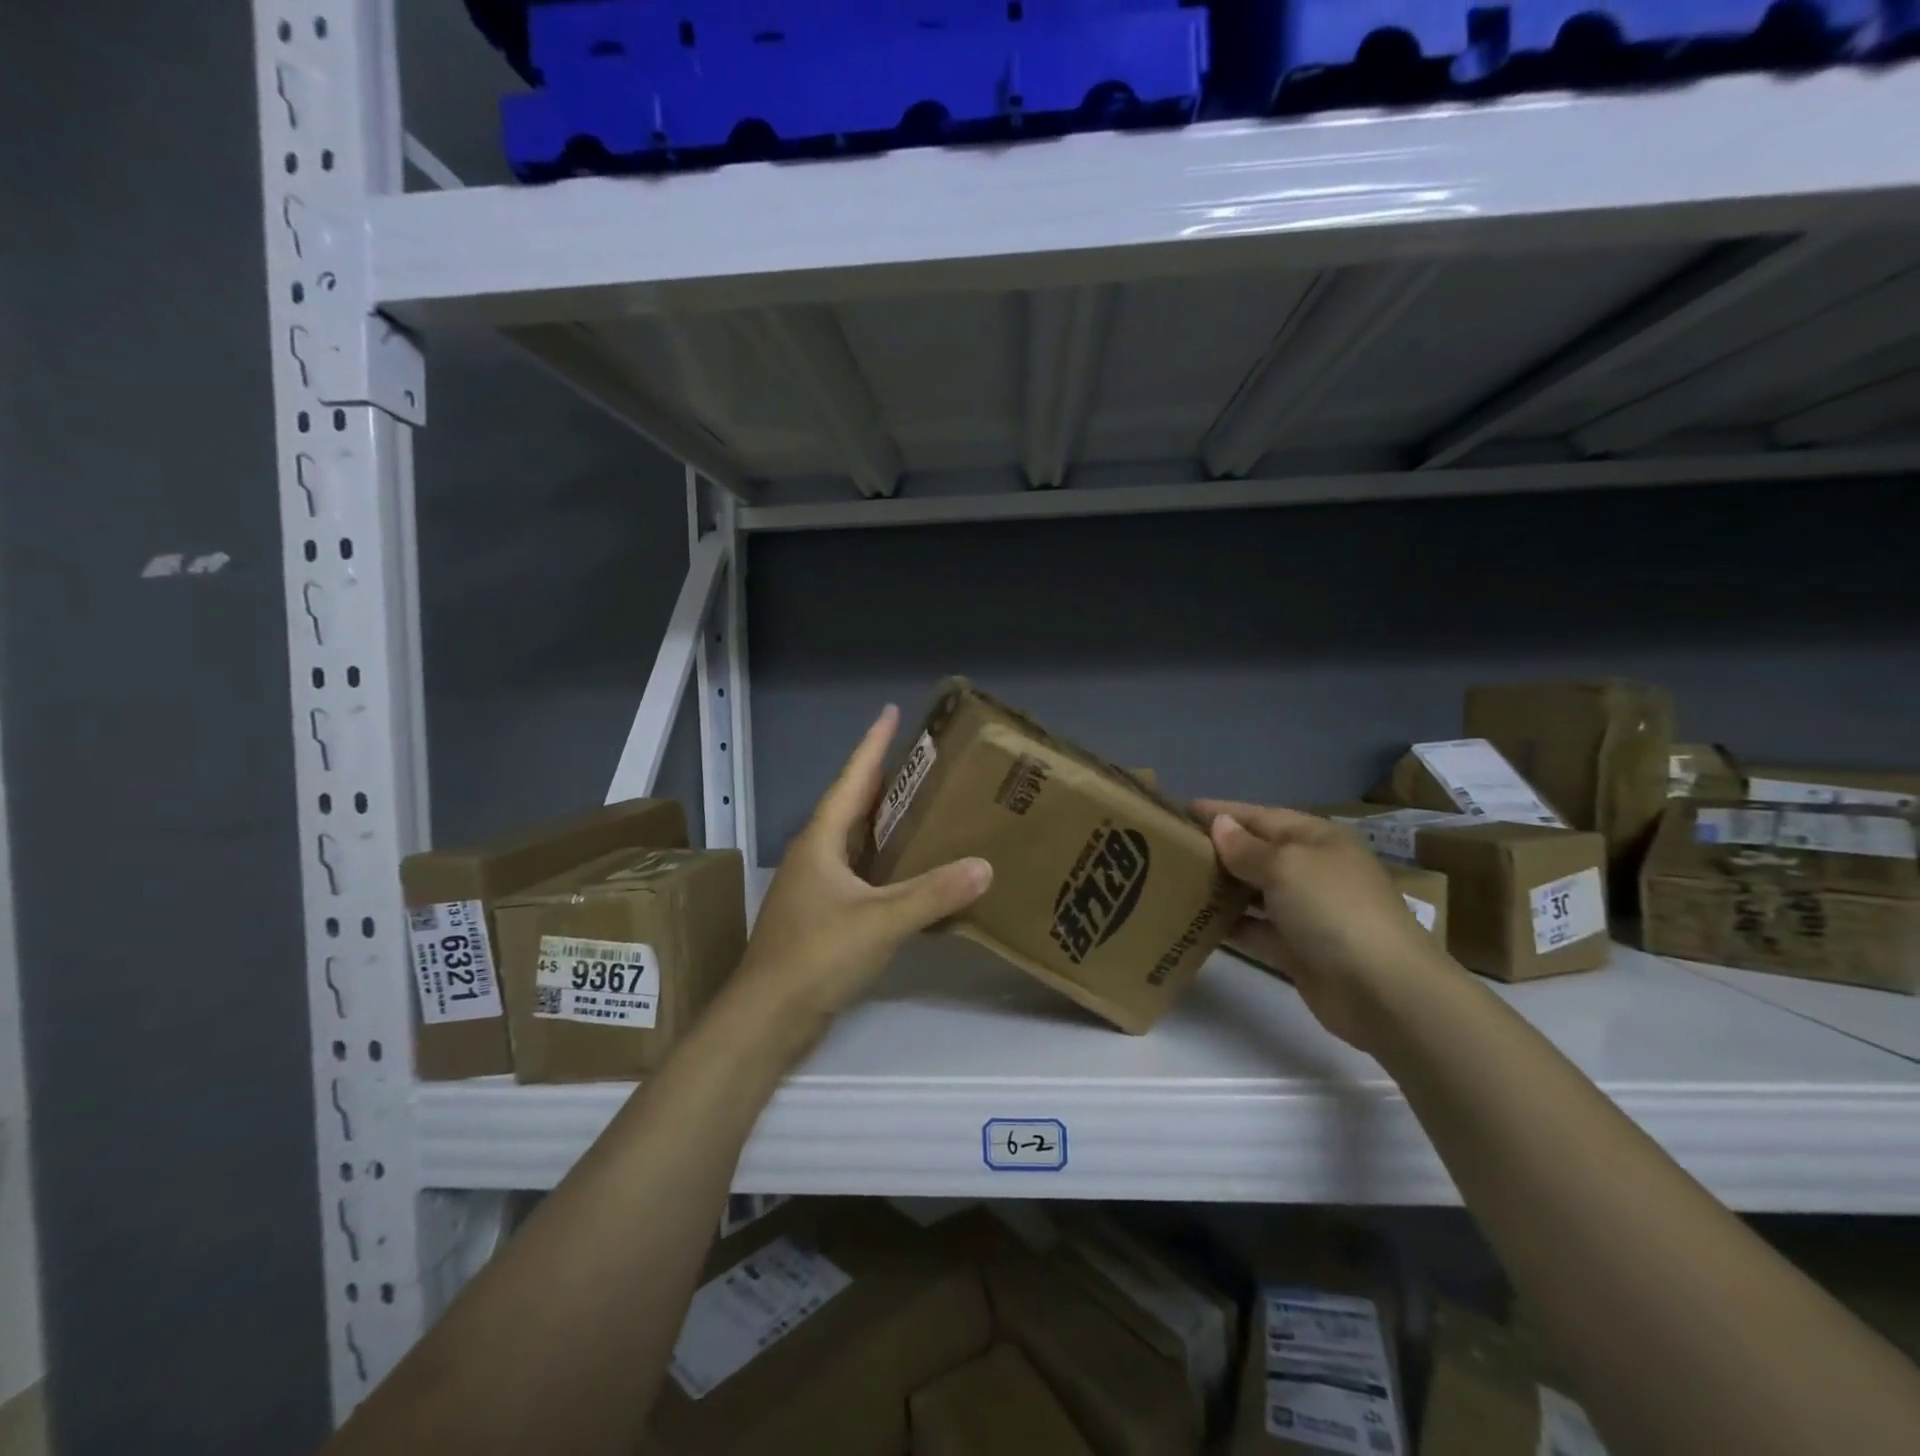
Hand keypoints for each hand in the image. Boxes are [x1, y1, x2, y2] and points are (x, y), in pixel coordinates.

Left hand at [733, 706, 991, 1036]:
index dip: (872, 746)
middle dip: (883, 779)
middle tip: (921, 760)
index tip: (891, 713)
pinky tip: (907, 868)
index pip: (852, 780)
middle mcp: (815, 856)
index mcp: (821, 842)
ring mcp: (815, 887)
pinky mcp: (821, 915)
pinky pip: (858, 872)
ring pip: (854, 840)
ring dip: (883, 820)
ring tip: (920, 804)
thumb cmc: (817, 956)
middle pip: (851, 805)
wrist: (767, 1018)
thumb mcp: (880, 921)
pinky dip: (883, 861)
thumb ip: (932, 894)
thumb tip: (984, 866)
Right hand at [1194, 799, 1458, 1049]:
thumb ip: (1246, 848)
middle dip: (1214, 849)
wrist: (1383, 991)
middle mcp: (1310, 870)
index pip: (1259, 816)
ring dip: (1218, 888)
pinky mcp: (1296, 949)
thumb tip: (1220, 825)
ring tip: (1171, 883)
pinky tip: (1193, 922)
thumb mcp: (1286, 866)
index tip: (1178, 810)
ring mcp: (1304, 912)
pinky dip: (1228, 925)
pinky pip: (1253, 929)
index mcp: (1315, 839)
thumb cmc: (1333, 910)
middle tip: (1166, 849)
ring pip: (1251, 892)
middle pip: (1254, 853)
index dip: (1221, 812)